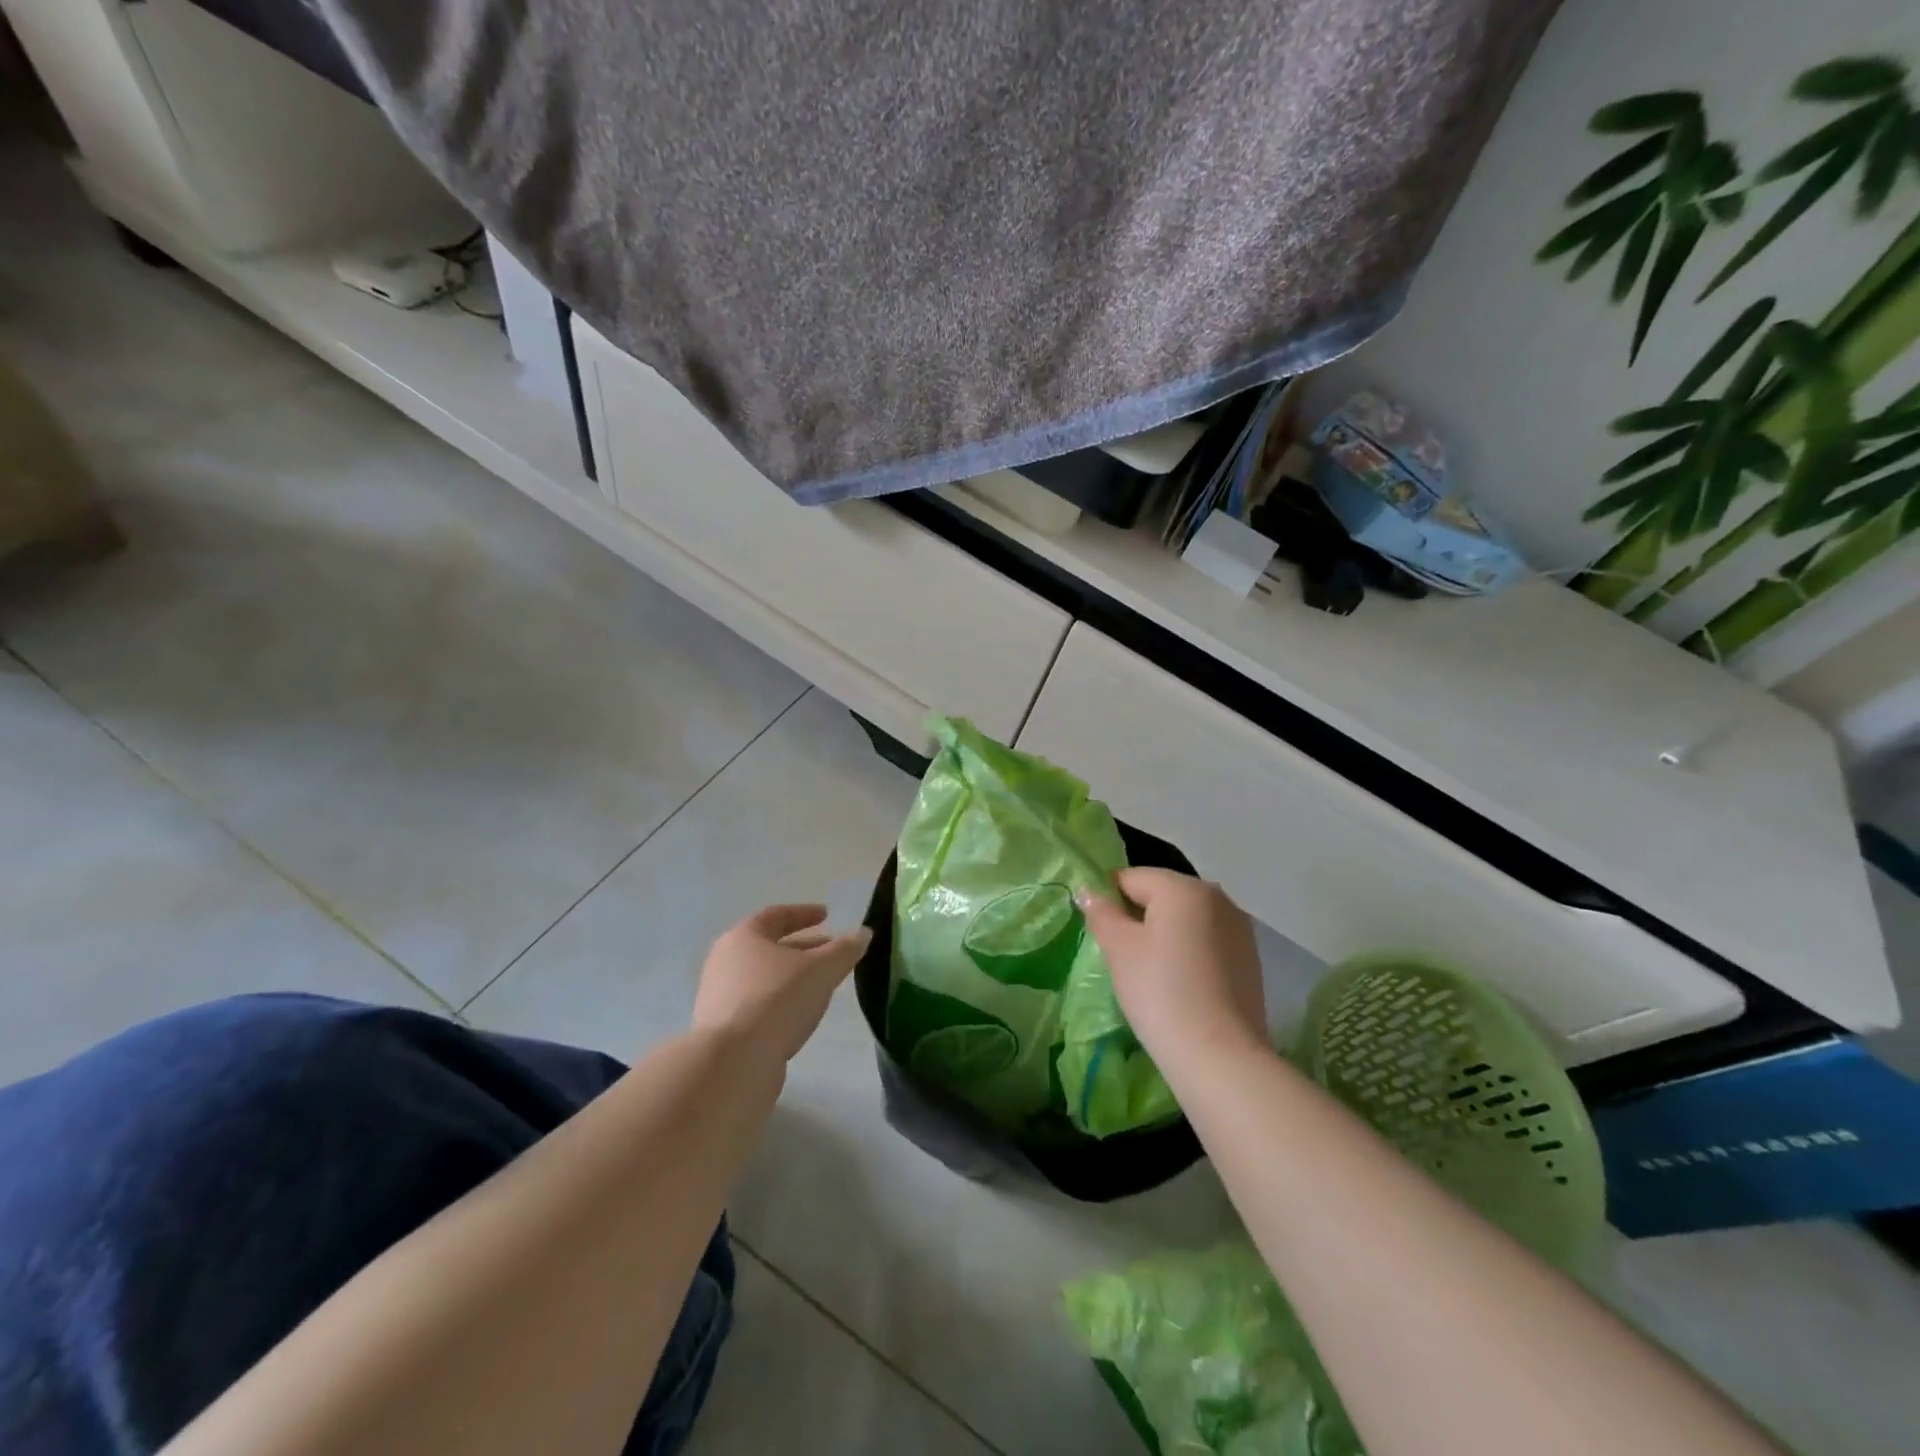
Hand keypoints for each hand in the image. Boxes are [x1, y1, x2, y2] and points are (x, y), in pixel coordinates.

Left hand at [692, 904, 871, 1063]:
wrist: (733, 1063)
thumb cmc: (776, 1000)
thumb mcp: (821, 970)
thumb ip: (844, 950)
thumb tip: (863, 933)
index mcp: (743, 937)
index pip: (776, 915)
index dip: (805, 913)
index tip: (827, 915)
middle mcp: (726, 961)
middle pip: (771, 947)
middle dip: (805, 948)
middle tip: (833, 953)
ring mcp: (721, 997)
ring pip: (766, 978)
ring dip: (794, 978)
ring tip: (823, 986)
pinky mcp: (725, 1030)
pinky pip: (759, 1005)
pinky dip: (782, 1002)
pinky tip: (802, 1015)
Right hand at [1078, 869, 1266, 1066]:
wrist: (1219, 1056)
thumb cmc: (1160, 991)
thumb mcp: (1119, 949)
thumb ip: (1101, 913)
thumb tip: (1090, 892)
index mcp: (1184, 887)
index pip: (1131, 878)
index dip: (1108, 899)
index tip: (1097, 931)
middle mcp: (1218, 897)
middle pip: (1162, 895)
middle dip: (1138, 916)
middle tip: (1119, 954)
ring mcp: (1239, 929)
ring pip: (1186, 919)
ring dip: (1164, 935)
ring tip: (1149, 972)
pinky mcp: (1250, 959)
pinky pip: (1206, 942)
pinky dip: (1188, 953)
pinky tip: (1179, 984)